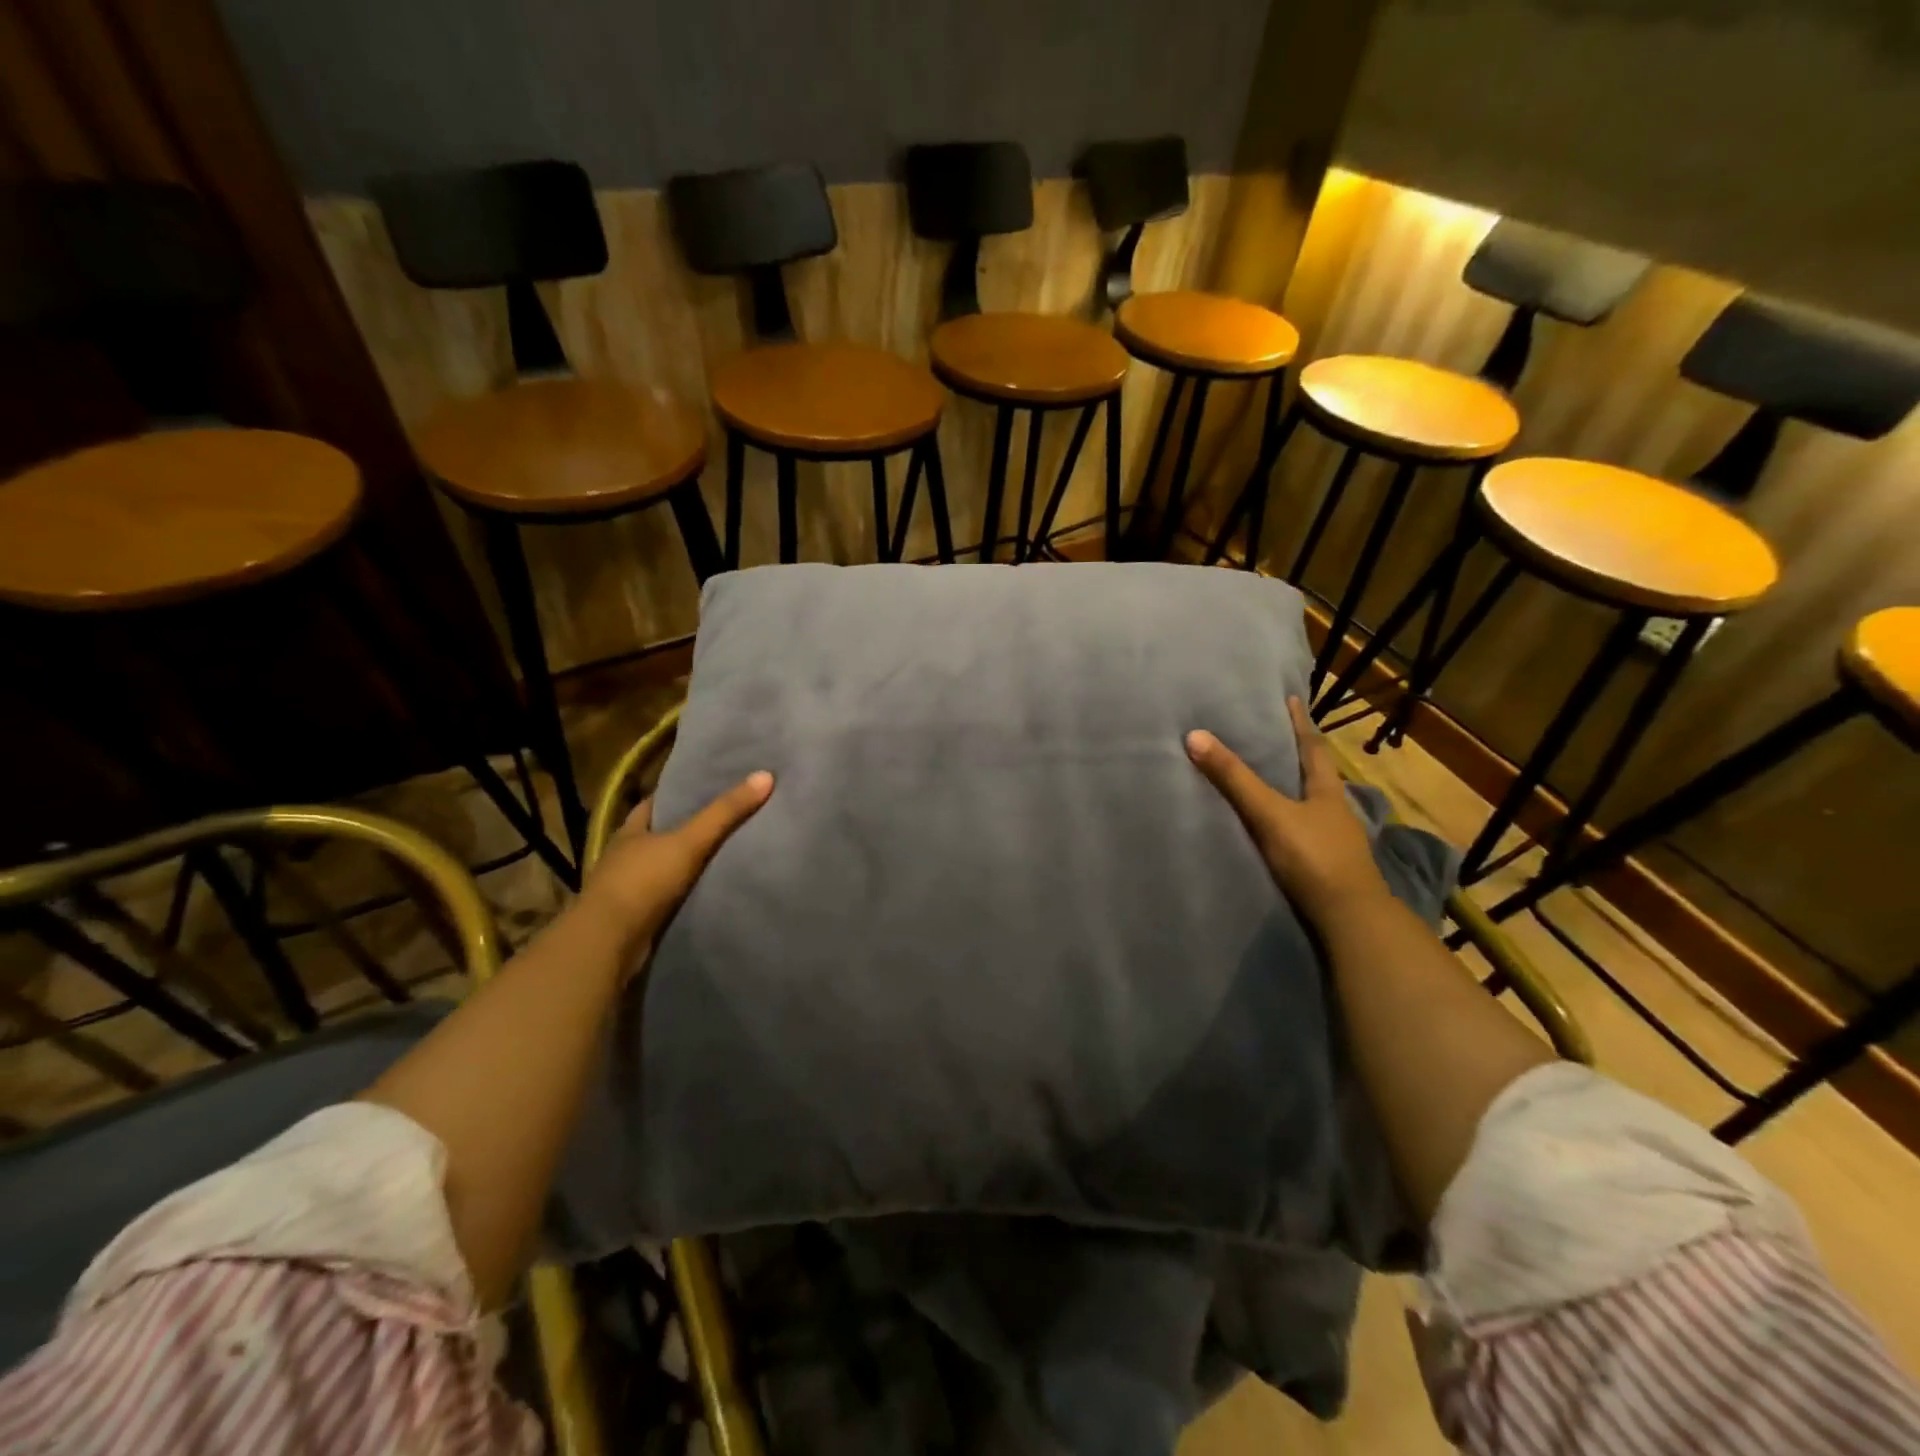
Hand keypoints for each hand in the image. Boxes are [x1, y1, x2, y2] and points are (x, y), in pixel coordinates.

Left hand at [576, 771, 773, 964]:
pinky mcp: (633, 918)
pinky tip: (705, 892)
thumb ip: (725, 812)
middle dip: (685, 830)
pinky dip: (682, 894)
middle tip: (725, 820)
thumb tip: (765, 775)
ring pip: (660, 868)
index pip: (654, 804)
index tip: (707, 788)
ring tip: (723, 855)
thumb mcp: (689, 841)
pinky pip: (664, 898)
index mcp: (630, 831)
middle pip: (658, 835)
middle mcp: (623, 856)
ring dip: (683, 865)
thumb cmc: (643, 882)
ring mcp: (625, 889)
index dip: (678, 794)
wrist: (608, 943)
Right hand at [1186, 697, 1387, 925]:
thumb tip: (1195, 736)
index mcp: (1327, 791)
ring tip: (1272, 780)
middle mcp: (1335, 811)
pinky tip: (1279, 828)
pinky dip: (1292, 822)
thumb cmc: (1313, 857)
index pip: (1313, 748)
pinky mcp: (1327, 866)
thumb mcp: (1269, 813)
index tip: (1291, 700)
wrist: (1349, 918)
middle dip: (1299, 755)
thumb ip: (1234, 779)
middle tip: (1275, 736)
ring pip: (1314, 805)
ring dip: (1296, 791)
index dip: (1300, 723)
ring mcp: (1335, 841)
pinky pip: (1306, 832)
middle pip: (1317, 775)